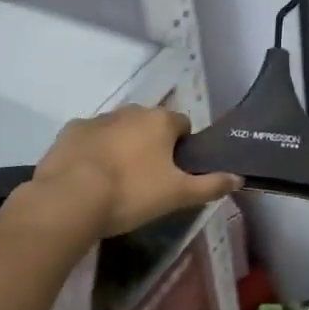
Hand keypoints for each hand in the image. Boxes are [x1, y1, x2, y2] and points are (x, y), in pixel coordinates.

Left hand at [30, 106, 240, 236]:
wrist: (69, 199)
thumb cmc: (130, 193)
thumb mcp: (177, 195)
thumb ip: (209, 184)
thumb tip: (239, 177)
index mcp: (160, 121)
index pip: (182, 125)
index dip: (182, 147)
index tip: (174, 173)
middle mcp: (131, 111)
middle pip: (149, 125)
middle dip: (150, 145)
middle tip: (146, 180)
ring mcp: (98, 118)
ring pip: (119, 130)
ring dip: (121, 147)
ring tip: (115, 182)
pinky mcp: (71, 131)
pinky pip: (89, 138)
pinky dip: (92, 152)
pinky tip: (87, 178)